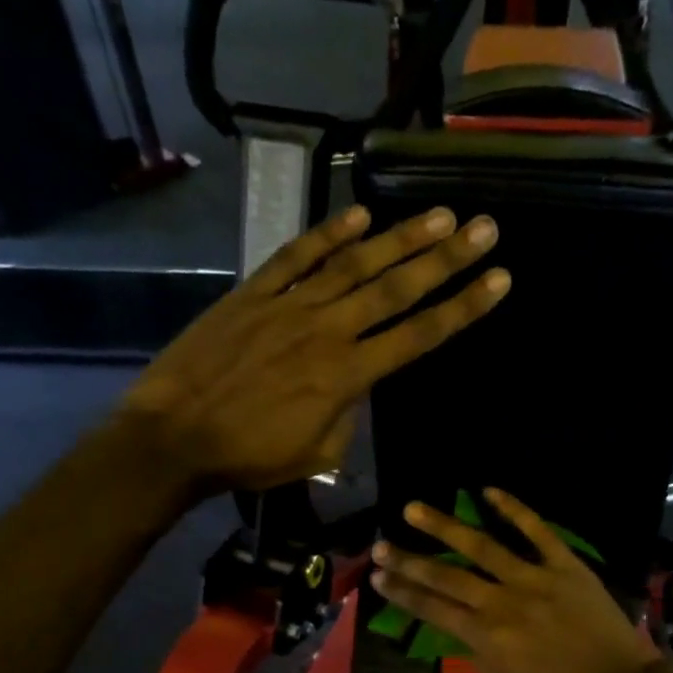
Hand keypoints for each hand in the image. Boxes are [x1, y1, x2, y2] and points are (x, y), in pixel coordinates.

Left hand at [119, 206, 507, 497]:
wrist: (173, 437)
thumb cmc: (248, 457)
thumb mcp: (315, 454)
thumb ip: (346, 418)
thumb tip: (354, 390)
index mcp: (347, 376)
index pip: (419, 335)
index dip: (463, 308)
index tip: (498, 280)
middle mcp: (327, 330)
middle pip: (397, 288)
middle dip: (447, 259)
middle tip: (485, 227)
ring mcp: (288, 306)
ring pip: (354, 264)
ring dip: (401, 238)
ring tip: (441, 215)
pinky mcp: (252, 293)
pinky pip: (296, 257)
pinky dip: (327, 234)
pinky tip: (360, 216)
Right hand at [371, 489, 662, 672]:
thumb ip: (477, 654)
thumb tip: (459, 628)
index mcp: (486, 637)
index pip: (432, 609)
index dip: (401, 592)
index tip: (377, 576)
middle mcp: (501, 603)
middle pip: (445, 577)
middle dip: (408, 561)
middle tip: (380, 544)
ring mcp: (533, 578)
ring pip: (481, 546)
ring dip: (444, 527)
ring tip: (414, 509)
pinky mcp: (564, 564)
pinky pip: (536, 530)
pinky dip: (513, 508)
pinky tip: (487, 491)